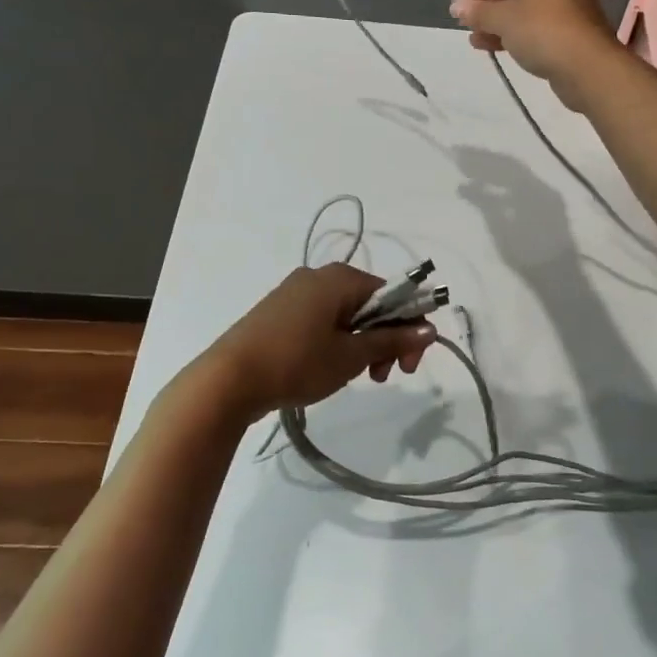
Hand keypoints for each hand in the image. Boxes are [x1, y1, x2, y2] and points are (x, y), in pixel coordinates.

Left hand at [202, 264, 436, 420]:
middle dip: (385, 339)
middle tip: (383, 376)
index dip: (409, 328)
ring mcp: (294, 292)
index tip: (407, 365)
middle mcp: (318, 275)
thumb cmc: (296, 362)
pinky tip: (329, 367)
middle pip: (370, 303)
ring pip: (346, 314)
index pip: (393, 295)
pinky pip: (321, 319)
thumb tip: (430, 329)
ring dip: (362, 344)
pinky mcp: (278, 311)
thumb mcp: (351, 356)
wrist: (226, 380)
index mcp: (340, 278)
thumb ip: (393, 340)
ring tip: (356, 377)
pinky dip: (336, 341)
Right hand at [445, 0, 622, 109]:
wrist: (590, 70)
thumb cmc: (546, 31)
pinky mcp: (565, 33)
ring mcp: (563, 7)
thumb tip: (458, 7)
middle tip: (457, 8)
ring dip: (491, 15)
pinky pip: (529, 25)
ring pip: (519, 4)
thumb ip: (479, 11)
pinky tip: (485, 45)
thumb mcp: (505, 18)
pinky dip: (506, 32)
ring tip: (467, 30)